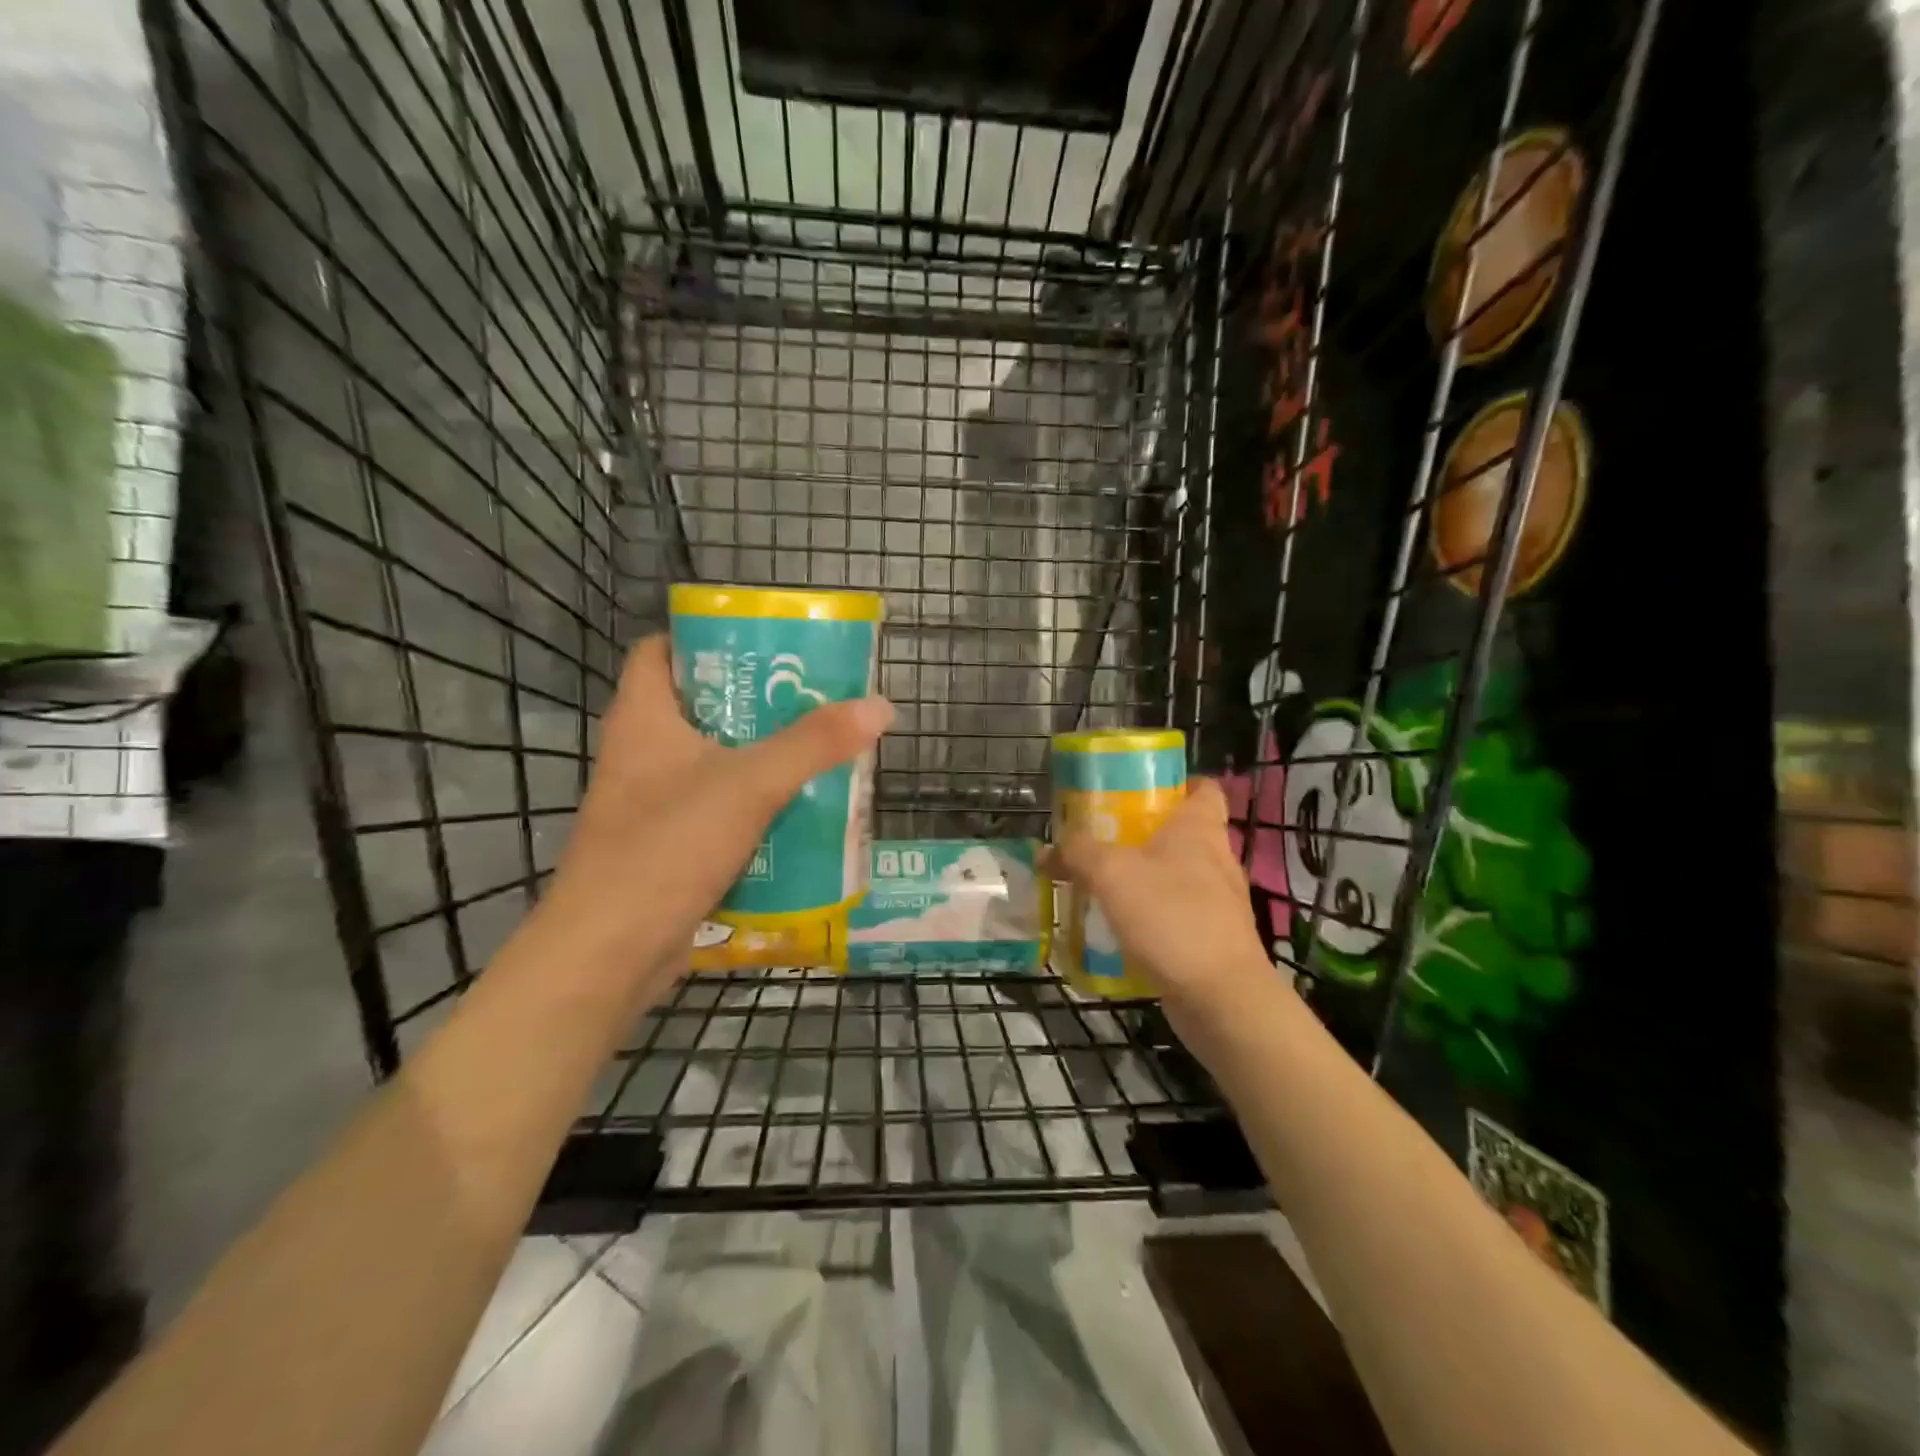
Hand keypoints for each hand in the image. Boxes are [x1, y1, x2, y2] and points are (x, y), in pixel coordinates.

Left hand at [533, 634, 892, 988]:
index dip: (707, 637)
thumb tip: (880, 707)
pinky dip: (755, 805)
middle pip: (702, 706)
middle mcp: (642, 753)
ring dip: (763, 756)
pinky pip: (718, 809)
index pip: (662, 650)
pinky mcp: (667, 846)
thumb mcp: (749, 785)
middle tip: (814, 695)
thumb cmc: (666, 848)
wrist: (609, 955)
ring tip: (821, 747)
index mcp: (644, 718)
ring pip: (715, 762)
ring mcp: (652, 803)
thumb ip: (814, 744)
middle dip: (758, 701)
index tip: (763, 644)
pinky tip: (801, 810)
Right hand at [1049, 779, 1276, 1017]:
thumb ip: (1077, 854)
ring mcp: (1219, 901)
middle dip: (1143, 833)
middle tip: (1102, 837)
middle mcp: (1215, 859)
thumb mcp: (1111, 874)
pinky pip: (1176, 915)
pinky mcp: (1213, 938)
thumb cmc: (1172, 918)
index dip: (1176, 783)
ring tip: (1101, 883)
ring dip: (1143, 878)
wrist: (1221, 999)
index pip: (1203, 788)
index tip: (1139, 789)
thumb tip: (1048, 850)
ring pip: (1177, 875)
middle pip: (1181, 832)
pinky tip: (1118, 927)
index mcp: (1199, 829)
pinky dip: (1150, 916)